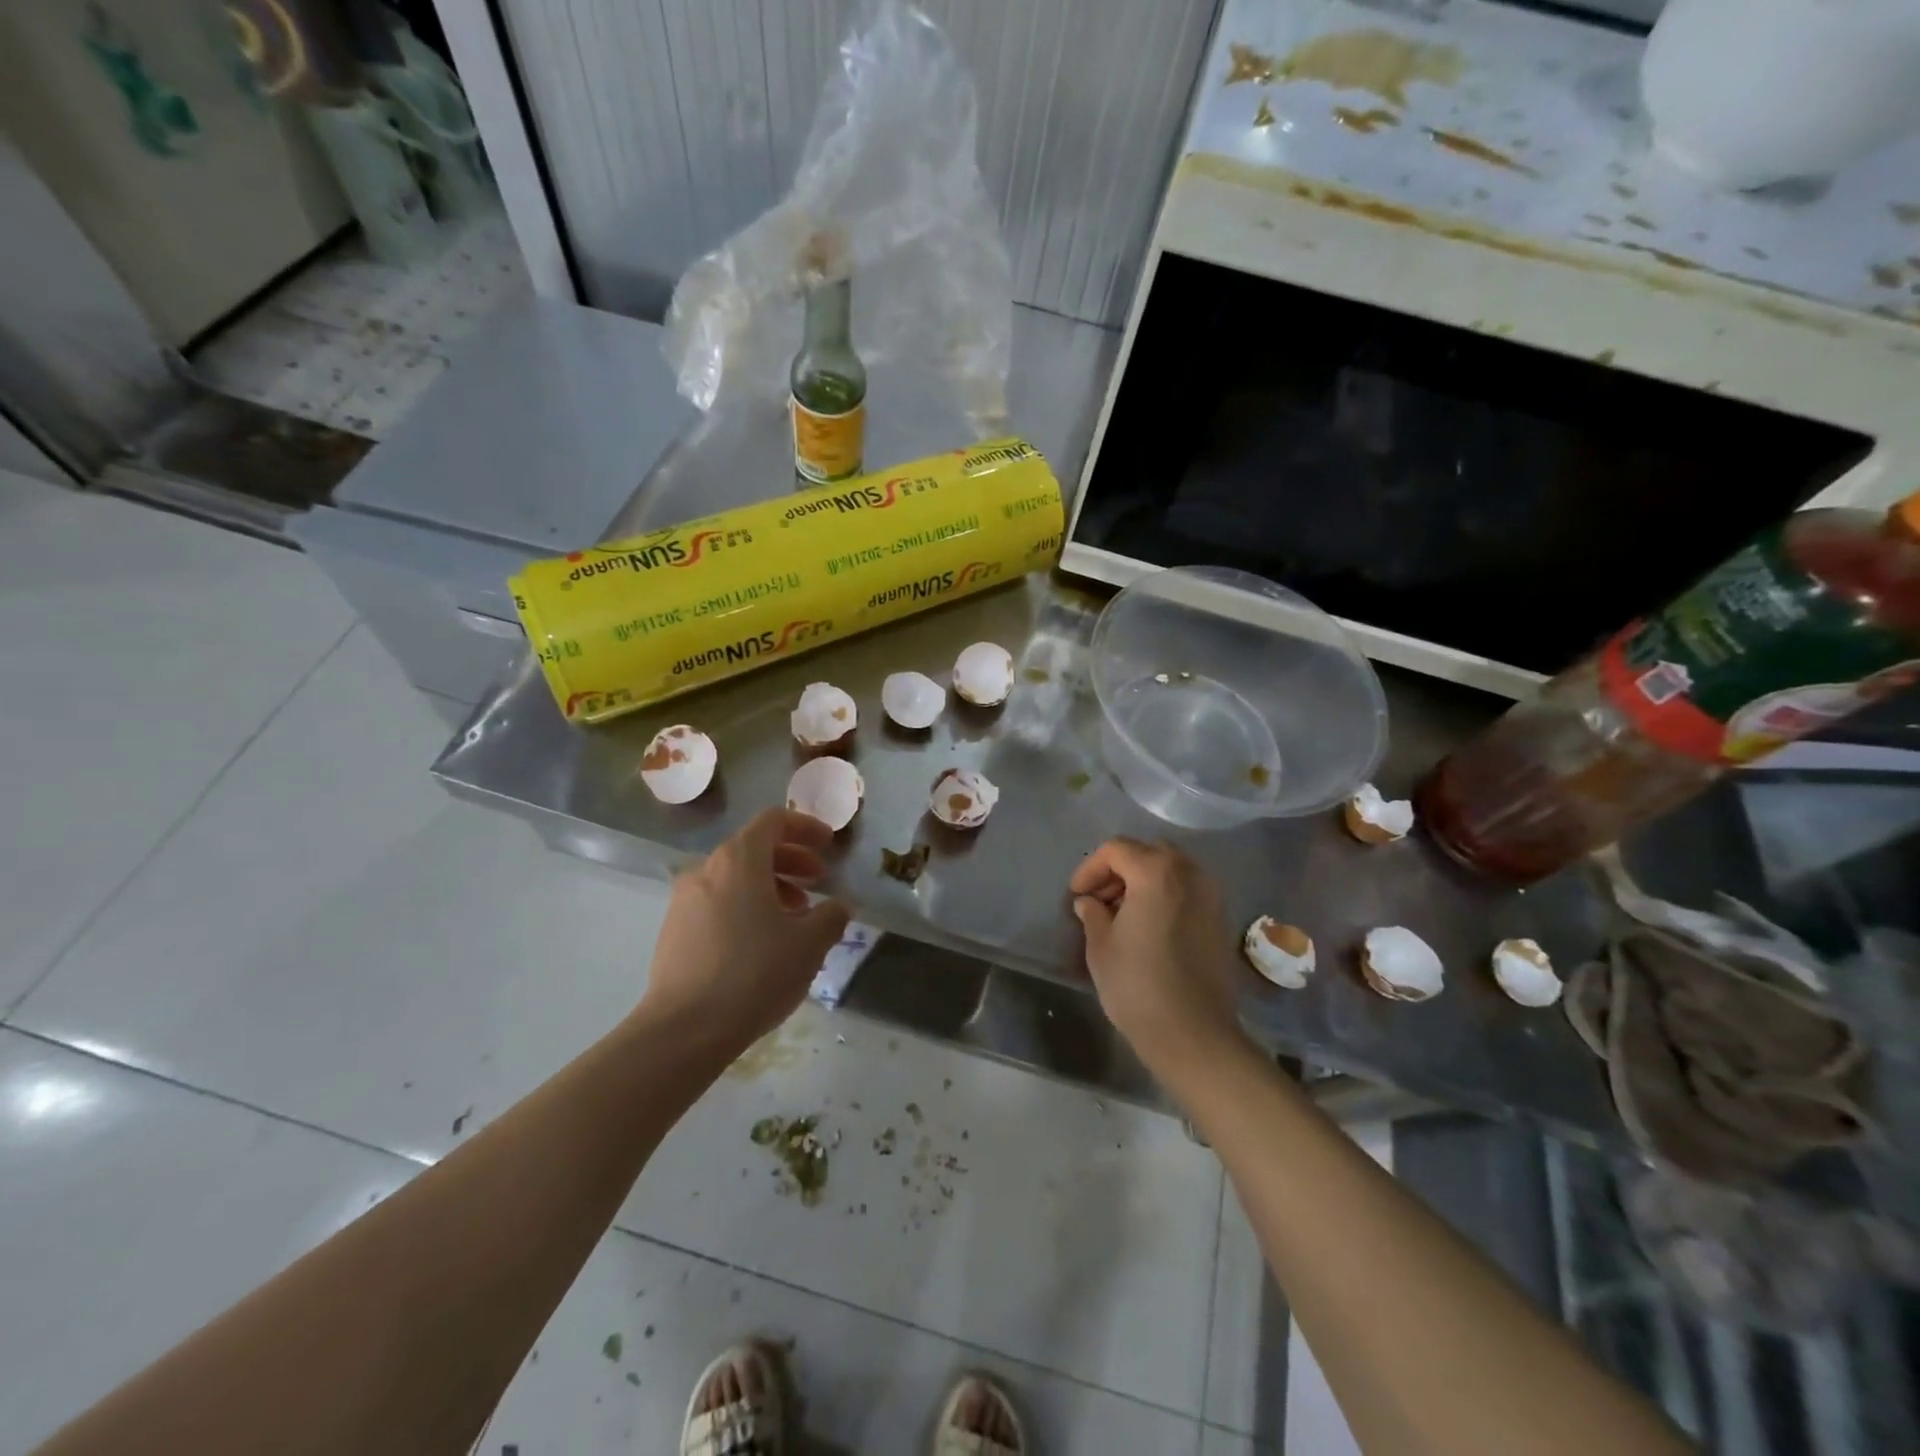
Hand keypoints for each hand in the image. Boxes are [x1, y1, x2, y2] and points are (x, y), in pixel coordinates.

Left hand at [642, 809, 850, 1050]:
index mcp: (739, 860)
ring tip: (795, 918)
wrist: (685, 1029)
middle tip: (818, 882)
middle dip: (791, 861)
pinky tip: (763, 943)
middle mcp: (706, 870)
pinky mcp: (674, 931)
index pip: (773, 821)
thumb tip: (839, 905)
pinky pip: (717, 903)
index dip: (805, 827)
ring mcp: (684, 901)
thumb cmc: (755, 973)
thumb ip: (831, 916)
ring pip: (734, 878)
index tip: (828, 845)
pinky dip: (745, 907)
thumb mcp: (809, 944)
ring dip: (769, 887)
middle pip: (753, 848)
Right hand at [1069, 838, 1245, 1079]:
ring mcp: (1211, 896)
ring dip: (1144, 882)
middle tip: (1098, 900)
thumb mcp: (1101, 946)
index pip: (1116, 850)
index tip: (1077, 895)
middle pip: (1147, 853)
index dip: (1090, 868)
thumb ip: (1093, 914)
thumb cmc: (1138, 985)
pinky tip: (1149, 928)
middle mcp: (1189, 873)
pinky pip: (1187, 892)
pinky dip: (1165, 897)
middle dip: (1119, 870)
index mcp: (1156, 872)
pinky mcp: (1221, 920)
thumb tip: (1089, 902)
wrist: (1194, 1034)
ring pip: (1171, 871)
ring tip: (1122, 915)